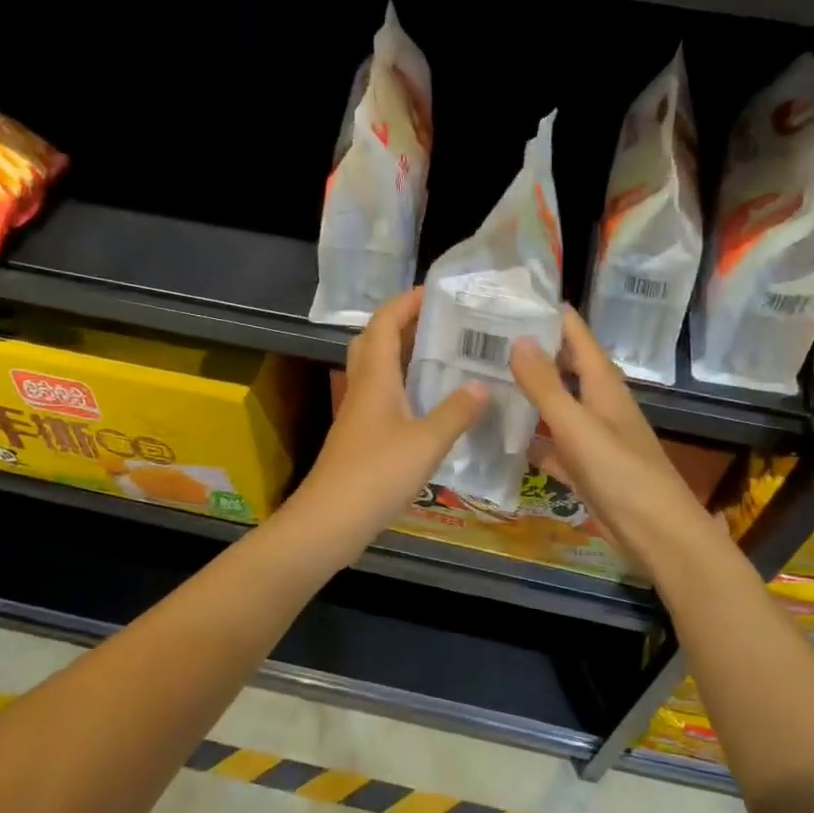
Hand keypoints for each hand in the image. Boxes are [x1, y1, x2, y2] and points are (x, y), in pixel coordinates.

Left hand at [287, 289, 487, 553]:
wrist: (330, 520)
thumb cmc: (376, 474)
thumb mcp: (426, 443)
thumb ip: (456, 412)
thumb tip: (483, 385)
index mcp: (375, 378)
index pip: (385, 323)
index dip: (406, 302)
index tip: (436, 292)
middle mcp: (363, 388)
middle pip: (375, 341)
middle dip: (403, 324)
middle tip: (441, 322)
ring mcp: (358, 413)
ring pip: (378, 370)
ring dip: (404, 355)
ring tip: (443, 355)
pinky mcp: (360, 437)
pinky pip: (383, 396)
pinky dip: (404, 387)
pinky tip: (431, 403)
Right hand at [509, 308, 722, 573]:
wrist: (656, 533)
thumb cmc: (620, 473)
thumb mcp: (578, 425)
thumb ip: (546, 385)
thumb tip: (517, 339)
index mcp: (603, 384)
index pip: (575, 334)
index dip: (548, 313)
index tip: (507, 297)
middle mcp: (598, 403)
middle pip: (563, 366)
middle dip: (529, 351)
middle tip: (482, 339)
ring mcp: (591, 436)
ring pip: (554, 405)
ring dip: (526, 394)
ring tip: (483, 380)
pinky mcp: (584, 467)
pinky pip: (551, 444)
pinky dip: (530, 439)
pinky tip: (501, 438)